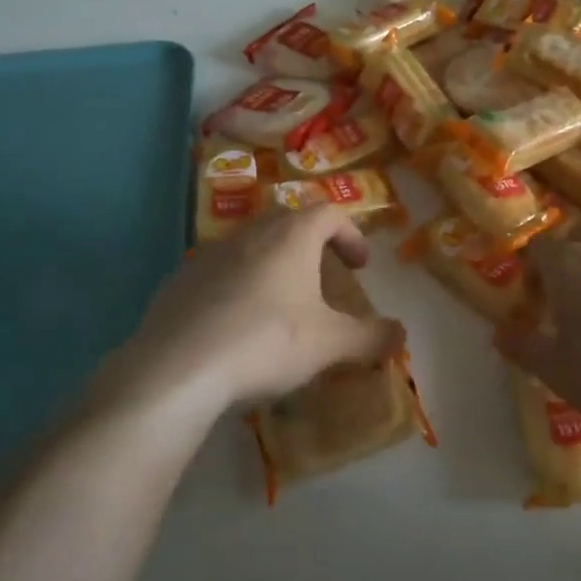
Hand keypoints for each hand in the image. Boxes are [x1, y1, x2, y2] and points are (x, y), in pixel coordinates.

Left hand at [121, 207, 404, 414]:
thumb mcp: (330, 344)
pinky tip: (237, 324)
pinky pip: (219, 271)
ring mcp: (209, 254)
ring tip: (283, 302)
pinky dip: (238, 285)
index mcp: (291, 236)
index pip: (329, 213)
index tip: (360, 266)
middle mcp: (250, 233)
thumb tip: (401, 334)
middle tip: (324, 275)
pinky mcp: (180, 280)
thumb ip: (371, 337)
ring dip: (273, 263)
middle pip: (288, 221)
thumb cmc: (267, 342)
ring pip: (251, 245)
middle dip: (312, 244)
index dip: (350, 234)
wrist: (178, 368)